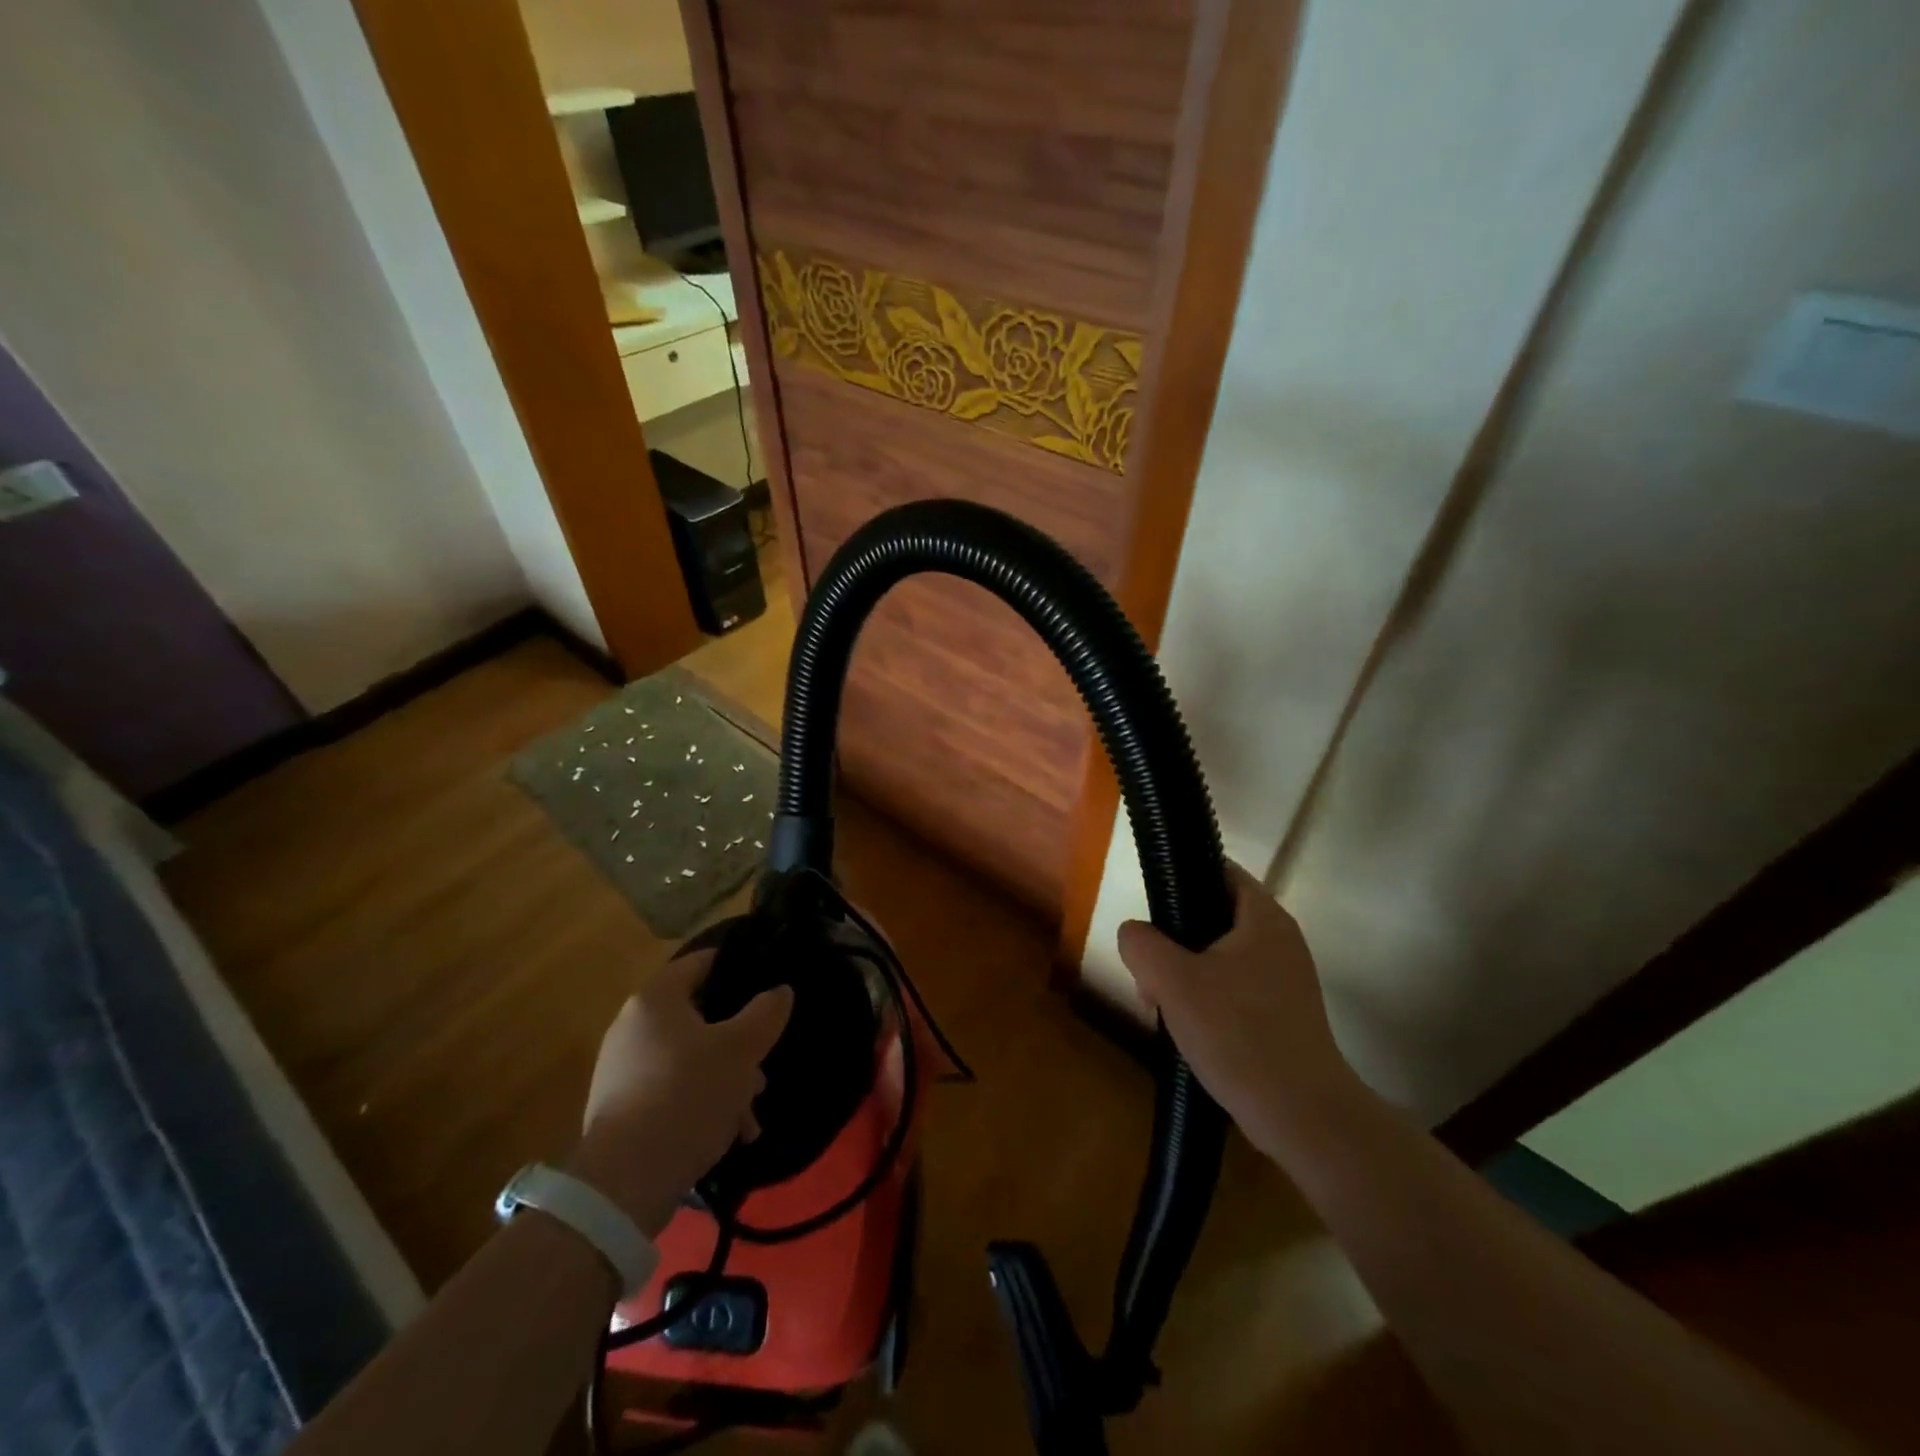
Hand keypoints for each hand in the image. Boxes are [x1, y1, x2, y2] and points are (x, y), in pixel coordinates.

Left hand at [567, 952, 792, 1236]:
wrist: (624, 1183)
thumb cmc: (687, 1096)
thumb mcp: (741, 1050)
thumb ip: (766, 1013)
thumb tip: (780, 991)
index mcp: (656, 999)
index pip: (702, 962)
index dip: (737, 965)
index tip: (767, 980)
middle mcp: (632, 1026)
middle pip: (699, 1016)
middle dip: (737, 1041)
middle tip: (763, 1065)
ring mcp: (622, 1069)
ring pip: (689, 1058)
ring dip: (725, 1079)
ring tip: (750, 1113)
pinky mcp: (621, 1108)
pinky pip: (672, 1090)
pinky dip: (700, 1102)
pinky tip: (728, 1134)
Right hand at [1118, 863, 1361, 1158]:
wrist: (1302, 1116)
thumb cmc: (1238, 1034)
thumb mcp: (1173, 981)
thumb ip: (1142, 944)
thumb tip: (1135, 934)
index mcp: (1263, 917)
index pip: (1217, 870)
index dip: (1179, 878)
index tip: (1150, 911)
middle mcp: (1280, 939)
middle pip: (1211, 917)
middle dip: (1172, 942)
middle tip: (1149, 975)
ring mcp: (1284, 979)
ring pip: (1217, 957)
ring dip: (1183, 976)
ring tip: (1161, 1009)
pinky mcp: (1282, 1013)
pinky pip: (1232, 988)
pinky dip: (1205, 1000)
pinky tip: (1187, 1031)